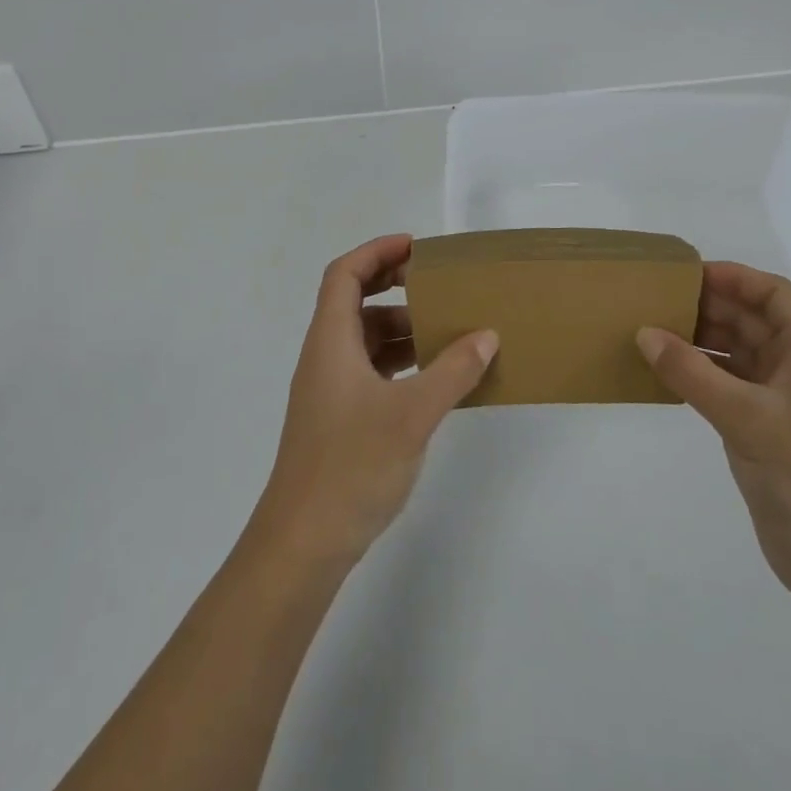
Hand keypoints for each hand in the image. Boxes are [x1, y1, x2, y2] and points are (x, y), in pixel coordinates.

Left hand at [256, 235, 498, 564]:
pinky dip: (400, 362)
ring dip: (401, 327)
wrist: (303, 542)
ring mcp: (330, 389)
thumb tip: (486, 335)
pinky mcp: (340, 417)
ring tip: (446, 330)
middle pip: (354, 301)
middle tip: (435, 282)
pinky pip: (371, 370)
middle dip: (393, 285)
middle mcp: (325, 356)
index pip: (345, 274)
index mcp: (331, 341)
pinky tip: (434, 377)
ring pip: (364, 338)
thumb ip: (452, 371)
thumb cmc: (351, 466)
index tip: (416, 247)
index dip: (377, 252)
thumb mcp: (412, 413)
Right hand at [637, 264, 790, 612]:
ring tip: (651, 331)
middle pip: (750, 319)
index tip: (686, 274)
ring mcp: (780, 400)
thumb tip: (644, 333)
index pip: (773, 294)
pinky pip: (725, 384)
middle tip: (656, 300)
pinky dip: (697, 373)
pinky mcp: (762, 429)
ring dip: (698, 339)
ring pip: (735, 351)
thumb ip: (692, 374)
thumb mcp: (746, 418)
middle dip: (707, 306)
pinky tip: (664, 372)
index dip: (734, 277)